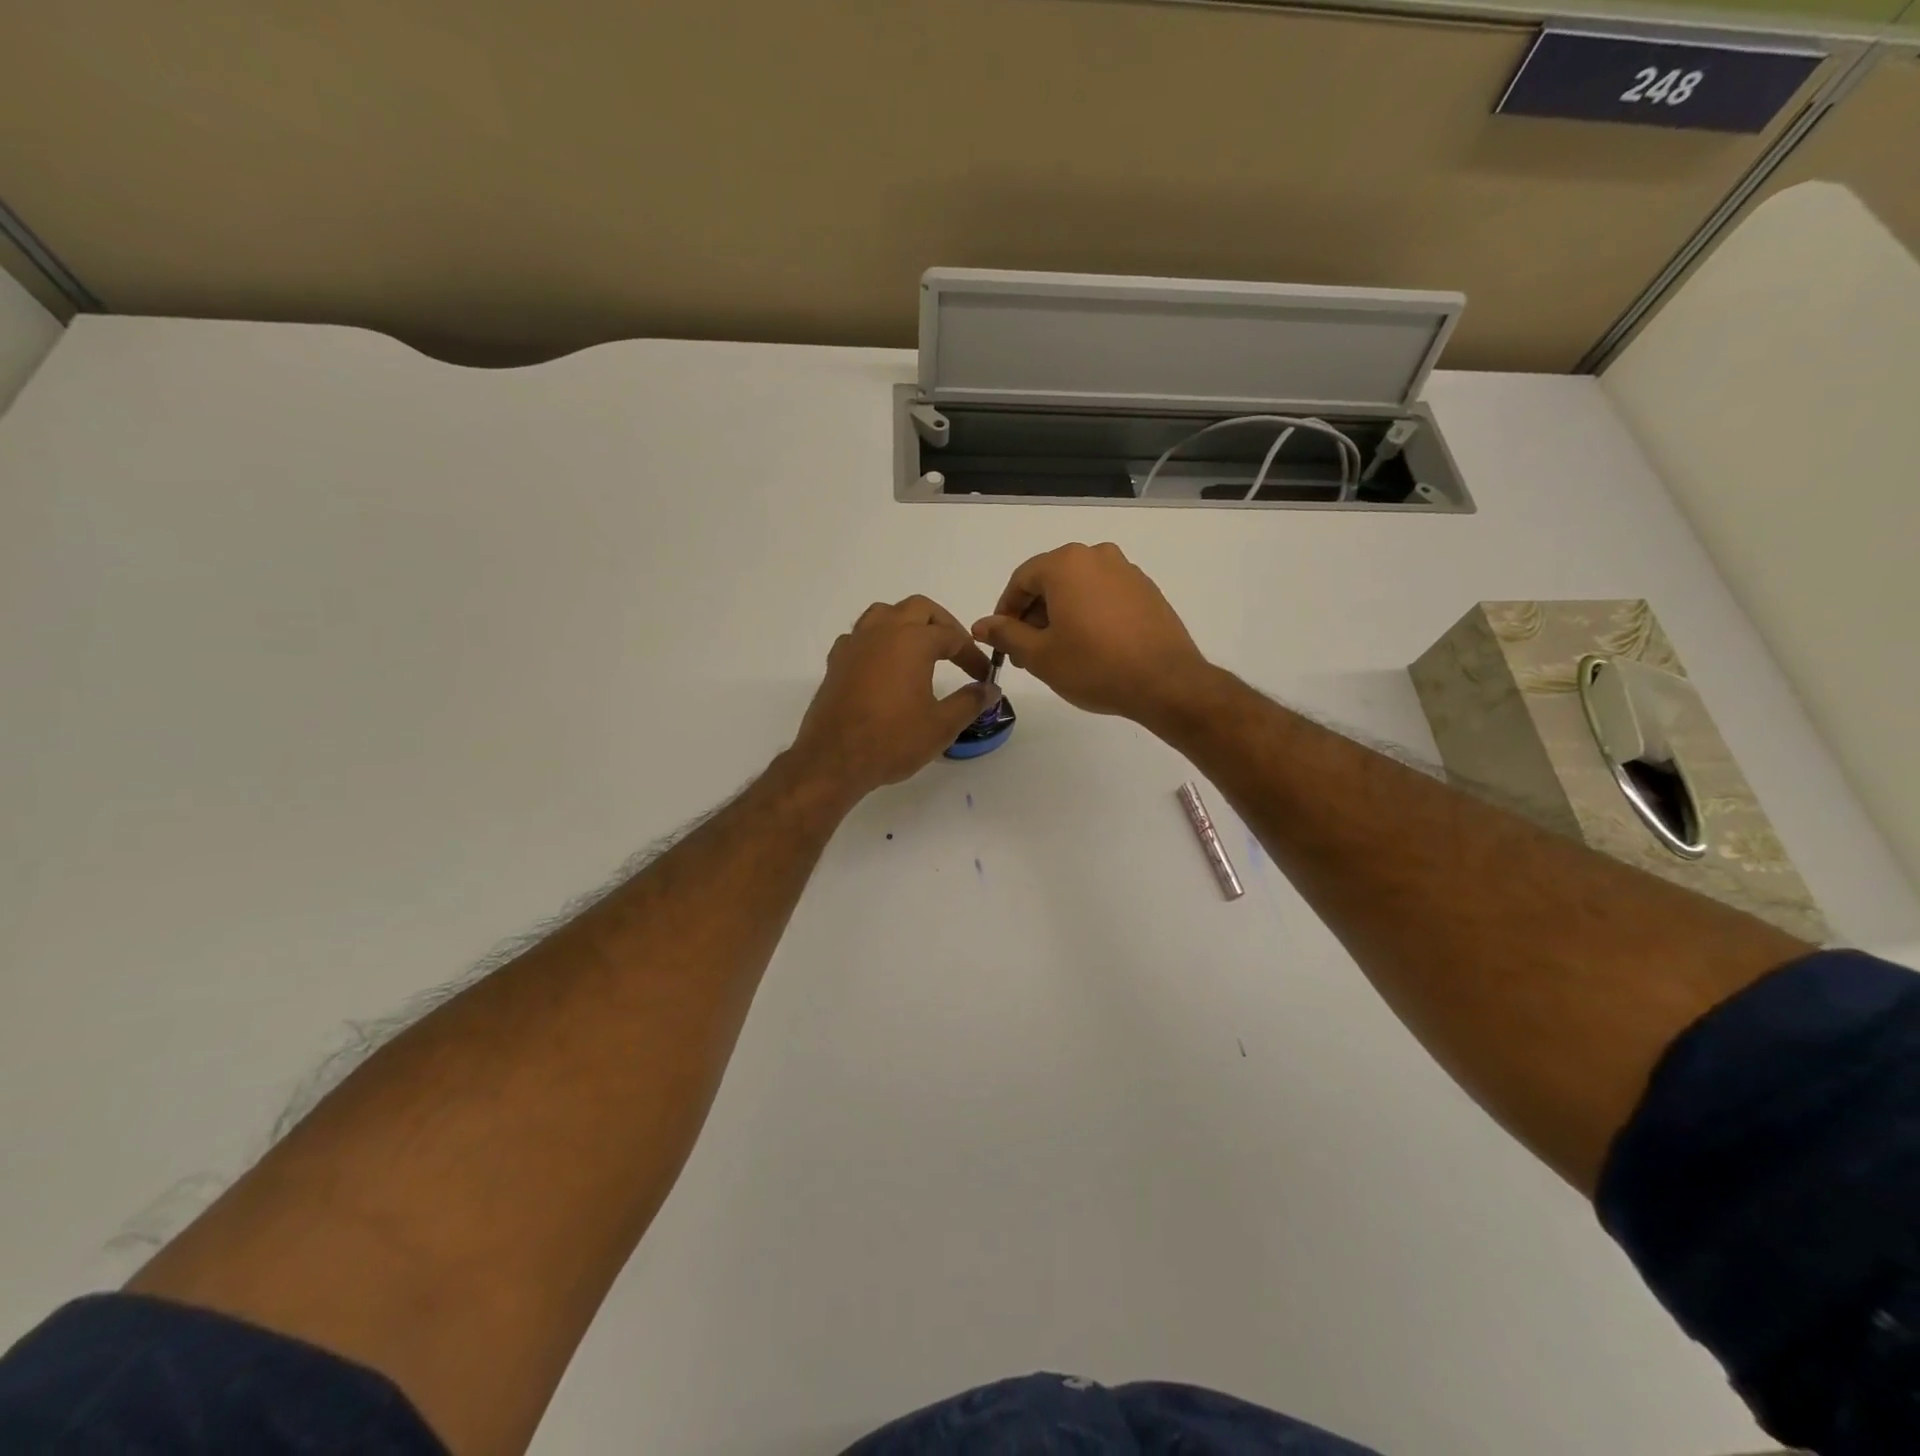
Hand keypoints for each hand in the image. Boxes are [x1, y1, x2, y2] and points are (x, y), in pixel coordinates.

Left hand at [789, 596, 998, 802]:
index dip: (972, 655)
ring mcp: (855, 644)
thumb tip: (990, 689)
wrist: (834, 760)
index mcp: (912, 641)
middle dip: (943, 625)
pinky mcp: (836, 661)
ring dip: (907, 623)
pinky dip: (878, 641)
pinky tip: (884, 664)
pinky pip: (861, 636)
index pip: (952, 637)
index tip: (983, 676)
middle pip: (919, 609)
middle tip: (956, 650)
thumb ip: (970, 701)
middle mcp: (882, 631)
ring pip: (884, 614)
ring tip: (920, 649)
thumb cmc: (892, 740)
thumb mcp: (941, 725)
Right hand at [972, 542, 1209, 722]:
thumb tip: (982, 624)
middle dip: (1033, 614)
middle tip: (1027, 651)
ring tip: (1058, 652)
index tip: (1002, 640)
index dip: (1005, 611)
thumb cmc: (1094, 666)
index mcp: (1066, 563)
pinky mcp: (1146, 590)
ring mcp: (1126, 571)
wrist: (1165, 682)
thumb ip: (1006, 634)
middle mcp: (1097, 555)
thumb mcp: (1040, 655)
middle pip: (1051, 580)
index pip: (1021, 580)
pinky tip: (1090, 646)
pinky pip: (1104, 595)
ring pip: (1079, 588)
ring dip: (1061, 614)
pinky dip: (1089, 614)